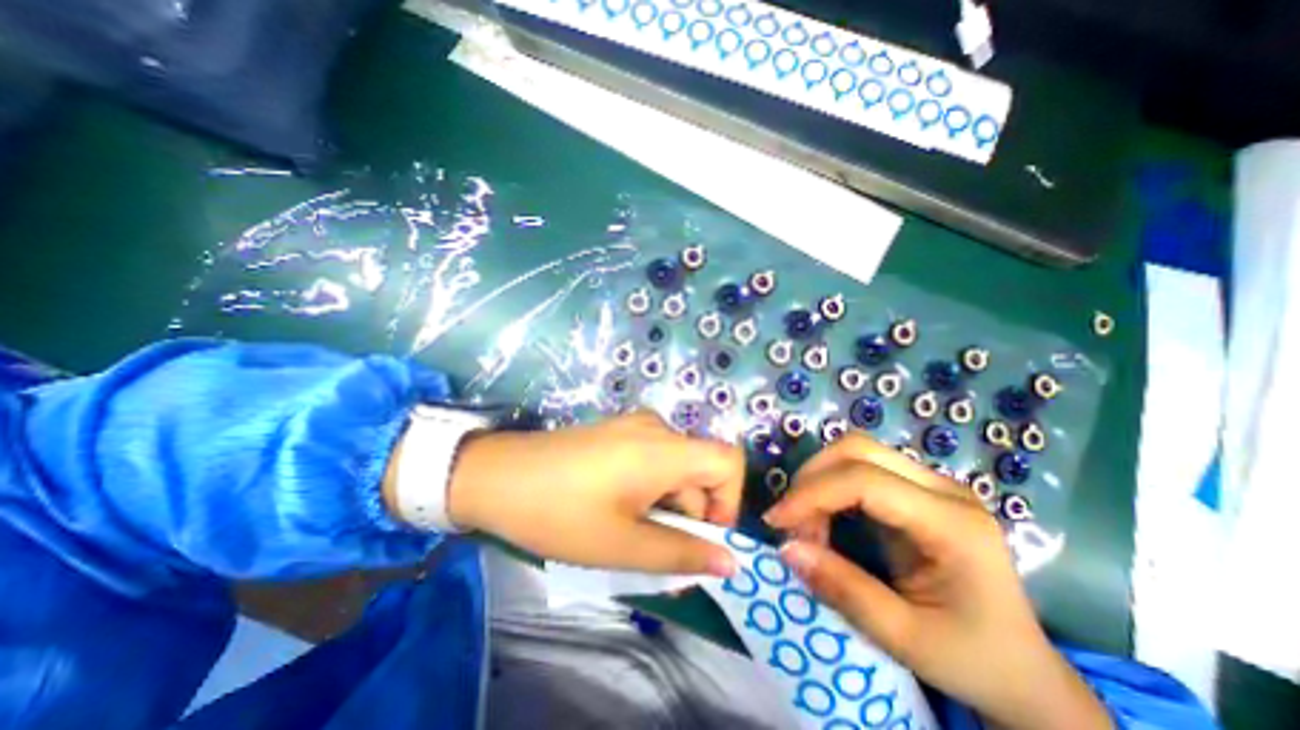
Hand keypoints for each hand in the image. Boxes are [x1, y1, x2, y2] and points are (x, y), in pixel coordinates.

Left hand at [446, 414, 741, 578]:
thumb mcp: (622, 544)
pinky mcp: (618, 432)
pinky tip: (617, 507)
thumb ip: (681, 554)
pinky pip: (654, 460)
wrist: (497, 476)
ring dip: (667, 504)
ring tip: (628, 531)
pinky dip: (650, 488)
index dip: (729, 501)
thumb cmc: (559, 512)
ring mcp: (635, 426)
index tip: (702, 537)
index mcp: (664, 449)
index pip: (729, 461)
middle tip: (652, 547)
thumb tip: (729, 563)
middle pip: (700, 470)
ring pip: (676, 468)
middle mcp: (657, 428)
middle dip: (688, 513)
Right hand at [765, 435, 1112, 728]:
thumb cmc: (974, 659)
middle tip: (791, 521)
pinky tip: (825, 518)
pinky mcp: (917, 489)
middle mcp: (944, 488)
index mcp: (953, 523)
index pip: (864, 481)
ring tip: (807, 524)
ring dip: (818, 480)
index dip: (812, 494)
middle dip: (811, 478)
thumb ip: (842, 589)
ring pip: (856, 451)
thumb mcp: (905, 639)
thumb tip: (786, 548)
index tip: (776, 522)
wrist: (1024, 670)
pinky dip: (830, 486)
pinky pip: (860, 468)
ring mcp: (932, 484)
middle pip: (857, 449)